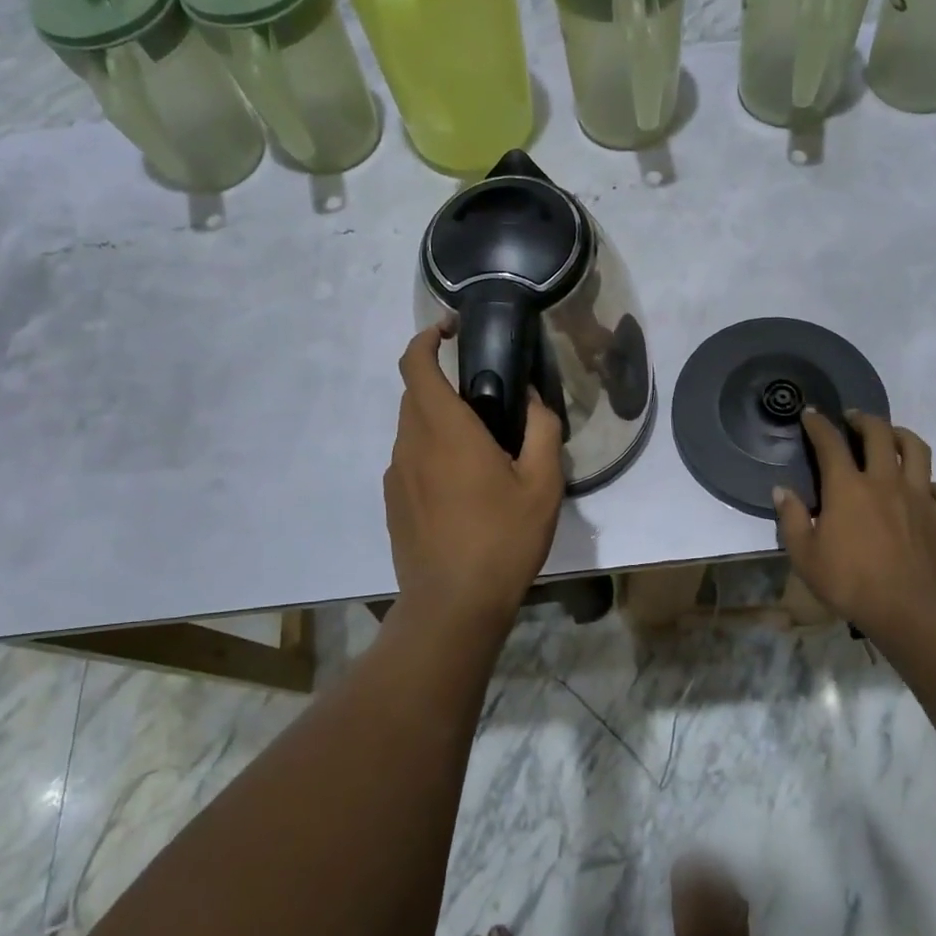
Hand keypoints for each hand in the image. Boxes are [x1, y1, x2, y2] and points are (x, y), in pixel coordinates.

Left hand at [384, 321, 564, 632]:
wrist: (453, 605)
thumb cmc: (503, 538)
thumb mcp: (543, 483)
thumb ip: (541, 429)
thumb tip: (530, 399)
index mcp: (444, 429)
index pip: (415, 363)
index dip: (426, 338)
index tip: (450, 330)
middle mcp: (410, 443)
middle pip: (414, 394)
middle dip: (443, 382)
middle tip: (486, 399)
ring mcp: (394, 475)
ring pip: (411, 428)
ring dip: (439, 421)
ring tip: (480, 449)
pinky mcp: (392, 502)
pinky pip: (409, 460)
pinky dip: (431, 453)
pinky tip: (462, 488)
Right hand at [773, 409, 935, 641]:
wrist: (908, 611)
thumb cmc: (849, 582)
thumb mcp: (804, 555)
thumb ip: (792, 518)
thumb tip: (782, 490)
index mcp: (847, 488)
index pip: (829, 442)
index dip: (818, 424)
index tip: (811, 414)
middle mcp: (884, 481)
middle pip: (879, 433)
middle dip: (864, 419)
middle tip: (853, 419)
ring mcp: (919, 497)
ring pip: (917, 450)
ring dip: (902, 436)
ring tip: (892, 436)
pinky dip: (935, 484)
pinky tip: (926, 490)